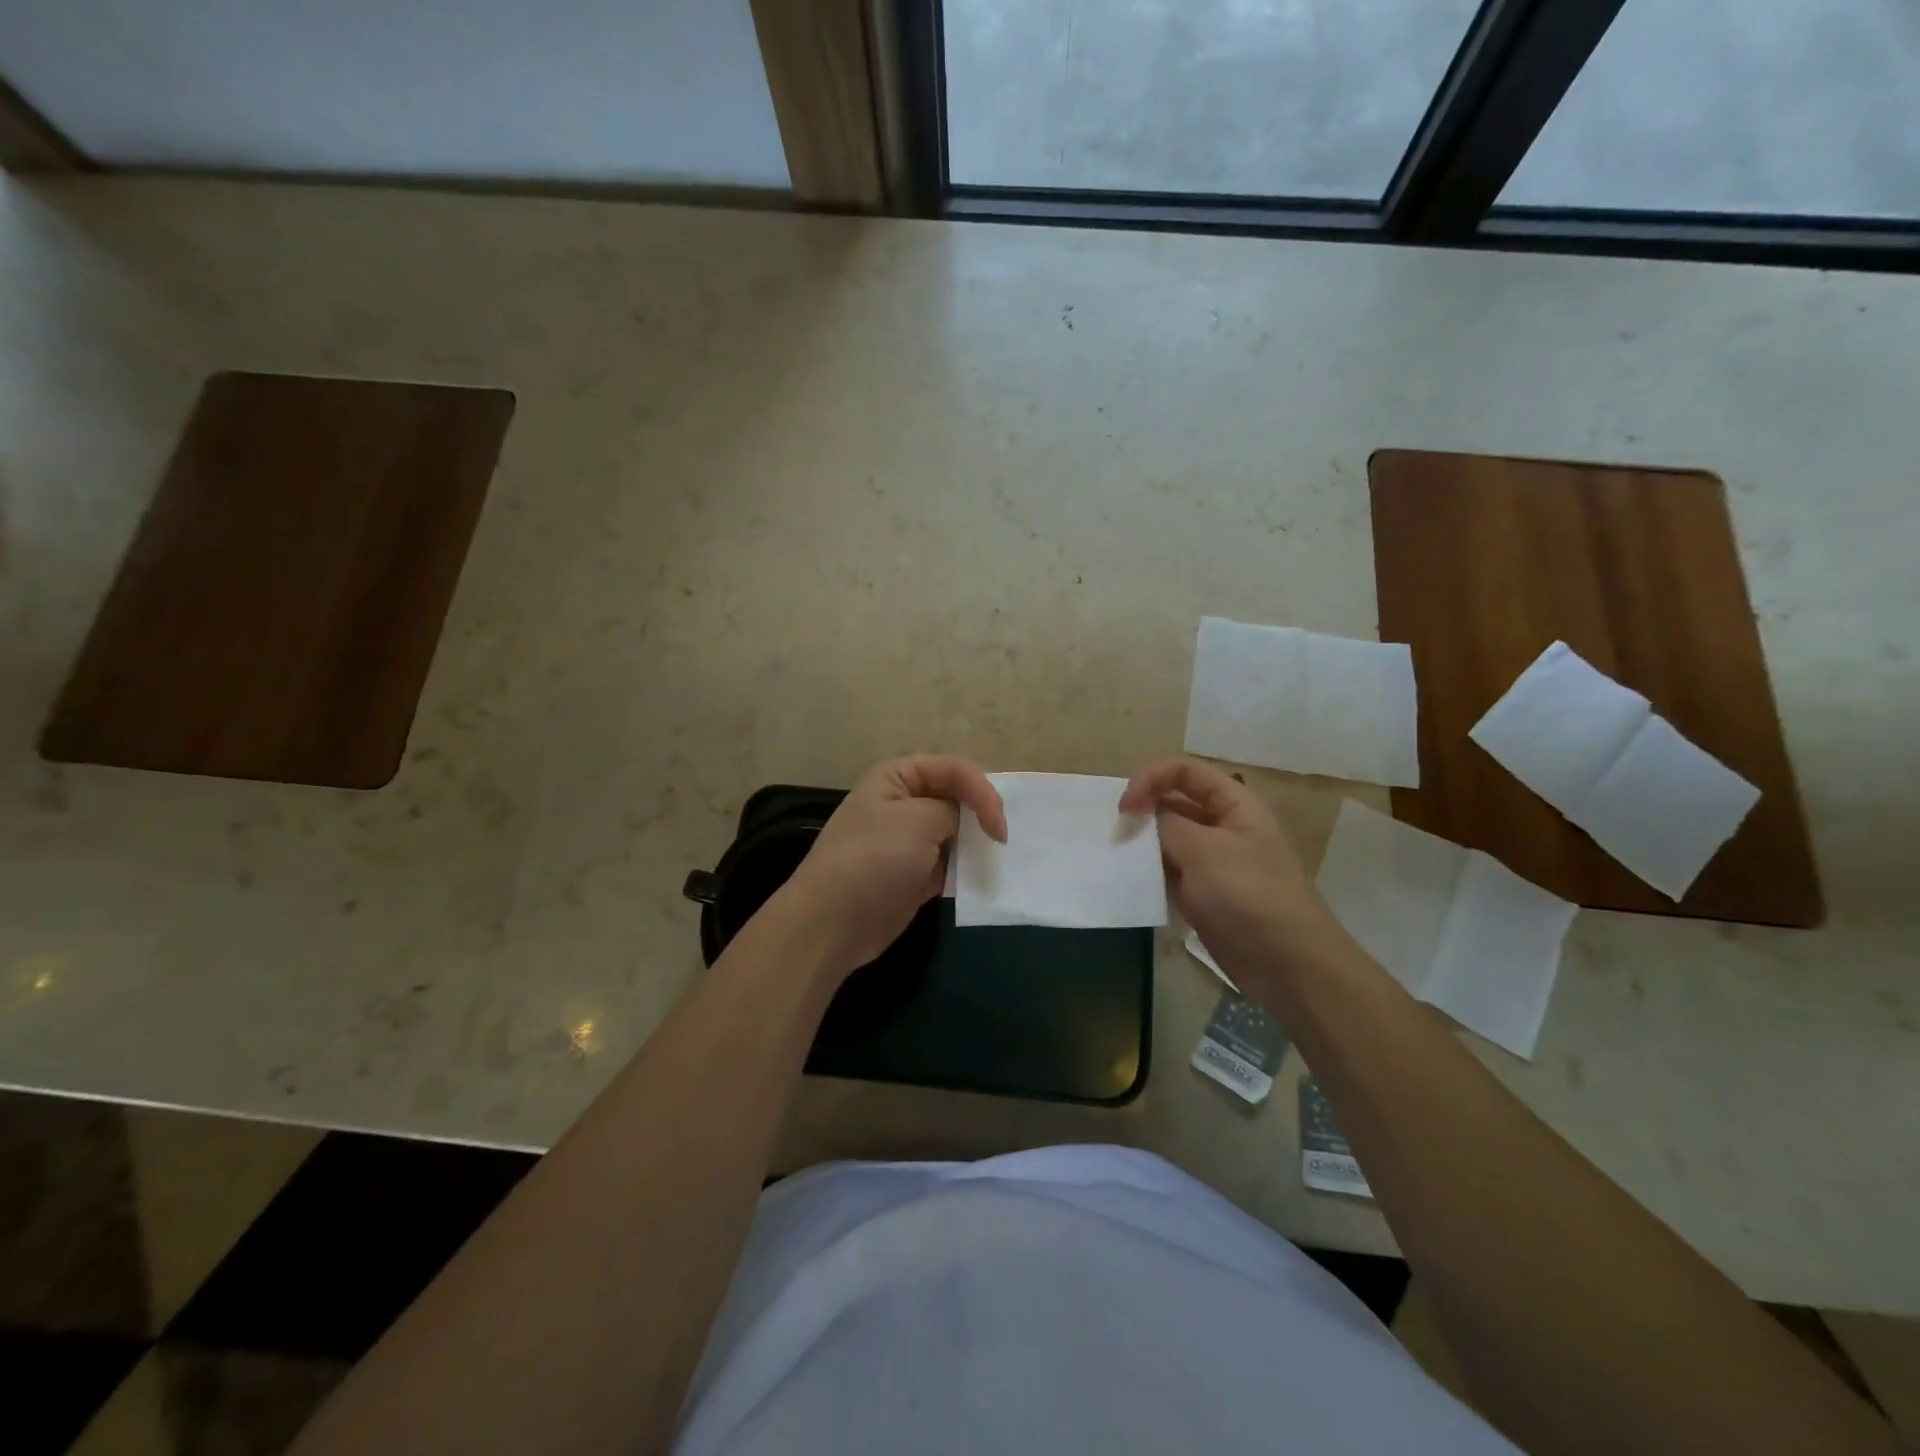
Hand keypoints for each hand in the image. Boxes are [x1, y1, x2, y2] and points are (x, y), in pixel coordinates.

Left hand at [782, 755, 1006, 974]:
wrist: (833, 922)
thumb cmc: (874, 859)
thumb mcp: (919, 820)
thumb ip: (954, 810)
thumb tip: (967, 822)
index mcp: (898, 776)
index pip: (955, 768)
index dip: (983, 791)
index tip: (999, 828)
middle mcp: (905, 801)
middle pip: (958, 797)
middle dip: (983, 814)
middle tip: (1005, 839)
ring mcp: (910, 839)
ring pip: (957, 831)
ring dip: (978, 843)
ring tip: (1002, 857)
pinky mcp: (916, 873)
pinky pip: (952, 863)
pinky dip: (968, 869)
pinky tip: (984, 878)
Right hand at [1120, 759, 1334, 975]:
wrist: (1287, 964)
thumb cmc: (1248, 895)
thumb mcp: (1204, 850)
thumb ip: (1166, 824)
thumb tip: (1140, 815)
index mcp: (1234, 804)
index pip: (1185, 772)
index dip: (1152, 778)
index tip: (1125, 806)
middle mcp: (1223, 827)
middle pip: (1175, 802)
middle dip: (1143, 811)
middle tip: (1115, 832)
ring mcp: (1213, 863)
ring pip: (1169, 840)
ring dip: (1143, 844)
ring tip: (1116, 856)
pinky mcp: (1203, 894)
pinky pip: (1169, 873)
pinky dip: (1149, 874)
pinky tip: (1129, 882)